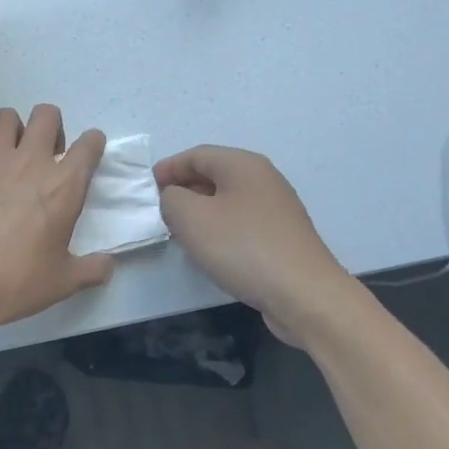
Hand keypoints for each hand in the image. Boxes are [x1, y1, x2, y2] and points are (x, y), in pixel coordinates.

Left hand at [0, 105, 113, 339]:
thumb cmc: (16, 282)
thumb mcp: (63, 282)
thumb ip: (91, 269)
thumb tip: (108, 265)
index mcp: (64, 186)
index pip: (90, 144)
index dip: (92, 144)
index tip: (87, 154)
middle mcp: (30, 161)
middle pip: (47, 114)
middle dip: (50, 127)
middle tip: (43, 153)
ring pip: (5, 117)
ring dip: (10, 130)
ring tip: (6, 153)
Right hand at [154, 146, 350, 341]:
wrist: (302, 294)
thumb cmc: (241, 247)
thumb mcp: (190, 217)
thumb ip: (171, 198)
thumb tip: (174, 197)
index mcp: (243, 165)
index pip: (196, 155)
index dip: (168, 168)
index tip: (146, 189)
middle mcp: (263, 179)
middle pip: (213, 175)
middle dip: (183, 189)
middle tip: (159, 211)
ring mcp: (277, 208)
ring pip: (227, 200)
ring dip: (200, 212)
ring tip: (179, 232)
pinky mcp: (282, 236)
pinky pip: (241, 222)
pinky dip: (219, 229)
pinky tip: (210, 251)